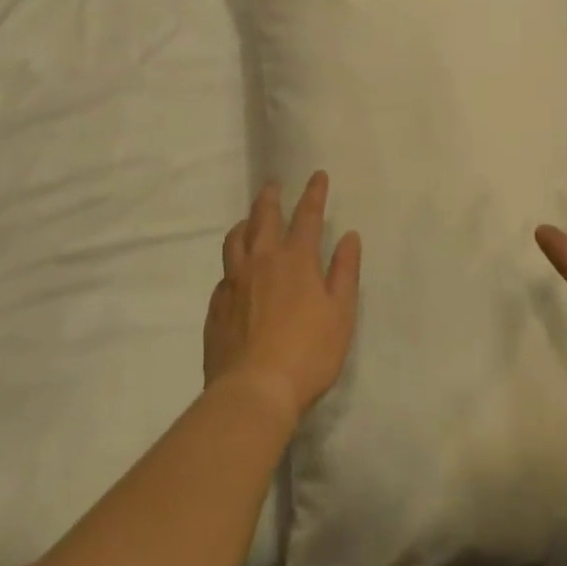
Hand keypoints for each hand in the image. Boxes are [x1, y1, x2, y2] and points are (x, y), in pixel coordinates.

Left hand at [205, 172, 360, 424]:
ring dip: (245, 223)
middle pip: (263, 218)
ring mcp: (234, 282)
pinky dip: (233, 262)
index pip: (306, 216)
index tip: (317, 175)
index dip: (313, 193)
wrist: (253, 390)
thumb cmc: (308, 353)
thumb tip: (349, 237)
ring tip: (249, 219)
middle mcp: (261, 261)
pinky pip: (224, 272)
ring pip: (236, 240)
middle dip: (270, 197)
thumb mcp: (341, 313)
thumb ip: (344, 272)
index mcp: (295, 260)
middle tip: (272, 183)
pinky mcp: (217, 306)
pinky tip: (235, 272)